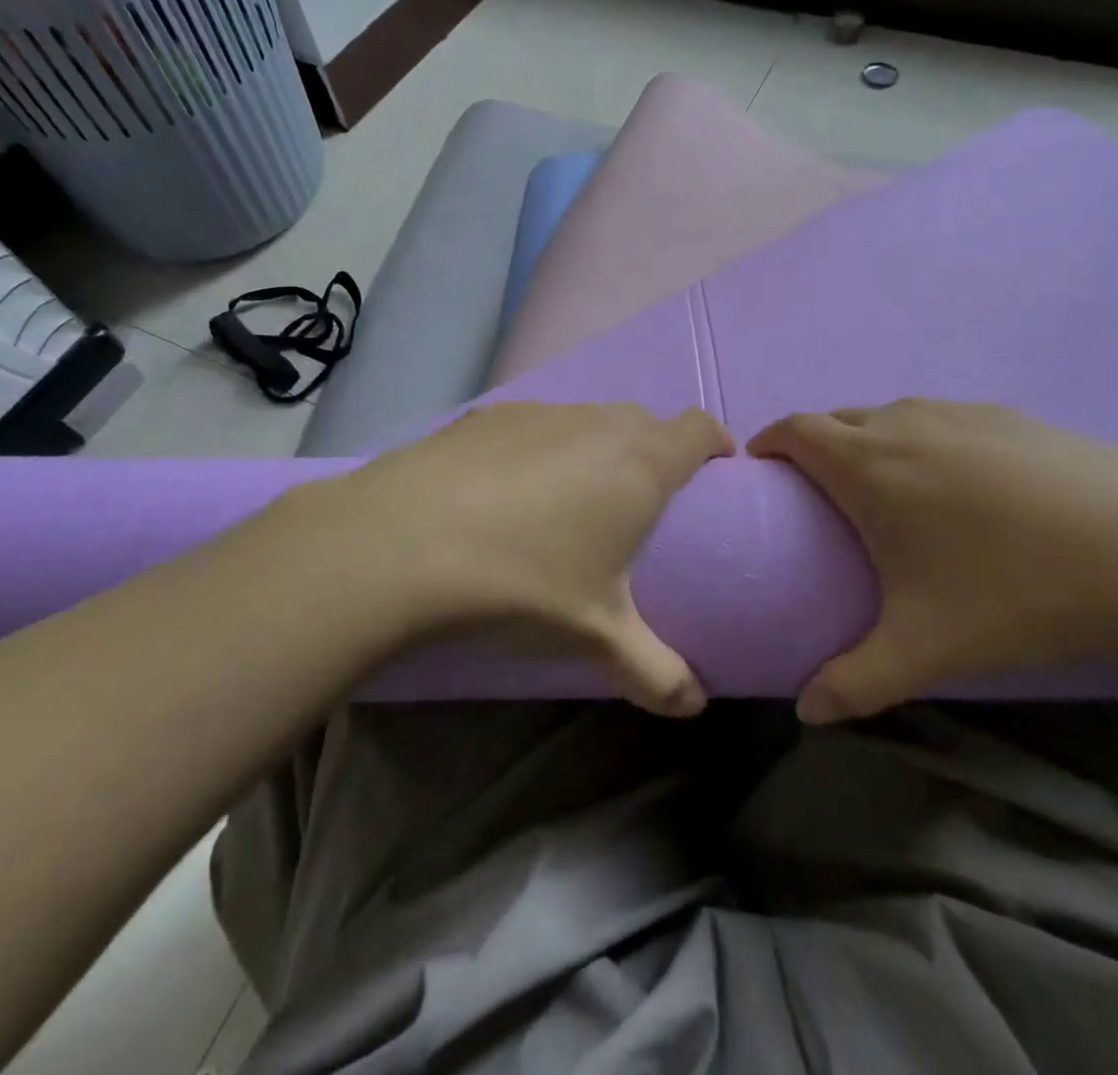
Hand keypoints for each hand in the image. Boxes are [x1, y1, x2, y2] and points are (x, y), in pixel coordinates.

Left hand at [274, 401, 733, 715]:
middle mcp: (597, 423)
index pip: (699, 428)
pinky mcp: (486, 415)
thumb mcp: (597, 637)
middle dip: (656, 450)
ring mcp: (539, 411)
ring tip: (573, 497)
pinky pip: (535, 423)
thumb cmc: (524, 583)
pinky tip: (507, 490)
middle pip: (645, 420)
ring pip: (588, 418)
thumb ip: (655, 672)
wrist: (401, 543)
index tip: (716, 471)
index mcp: (640, 462)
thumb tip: (693, 706)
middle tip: (641, 500)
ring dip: (596, 446)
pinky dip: (541, 446)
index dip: (715, 443)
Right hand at [748, 400, 1117, 722]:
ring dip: (870, 442)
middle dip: (815, 447)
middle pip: (836, 419)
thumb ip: (854, 682)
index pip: (794, 429)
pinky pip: (940, 420)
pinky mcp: (1007, 416)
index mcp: (867, 463)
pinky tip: (962, 488)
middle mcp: (903, 422)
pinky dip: (923, 441)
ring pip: (890, 416)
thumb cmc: (1017, 590)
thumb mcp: (926, 648)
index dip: (768, 443)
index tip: (763, 473)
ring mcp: (959, 412)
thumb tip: (806, 713)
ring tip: (889, 493)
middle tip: (822, 499)